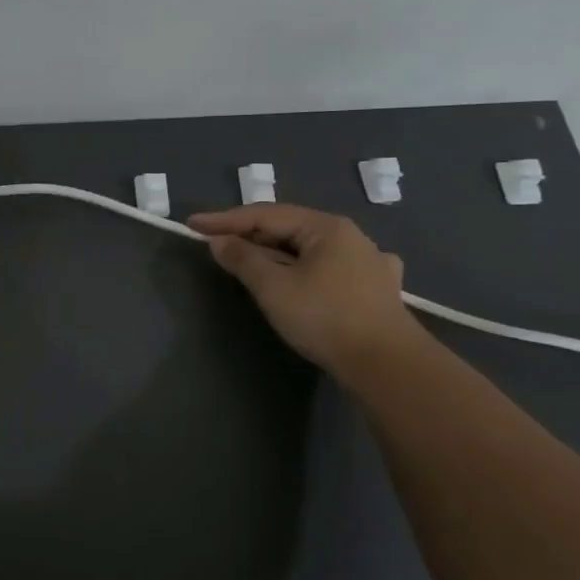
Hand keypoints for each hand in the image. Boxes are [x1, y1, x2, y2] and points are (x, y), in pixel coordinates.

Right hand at [188, 203, 420, 375]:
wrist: (387, 364)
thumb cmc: (325, 318)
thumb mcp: (273, 288)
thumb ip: (243, 259)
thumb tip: (219, 241)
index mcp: (326, 227)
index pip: (265, 215)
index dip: (225, 219)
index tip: (192, 224)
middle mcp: (351, 236)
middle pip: (289, 228)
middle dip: (251, 235)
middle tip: (217, 242)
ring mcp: (370, 261)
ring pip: (311, 248)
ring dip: (278, 252)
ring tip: (253, 260)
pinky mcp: (378, 288)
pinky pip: (333, 266)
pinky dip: (309, 266)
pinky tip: (314, 272)